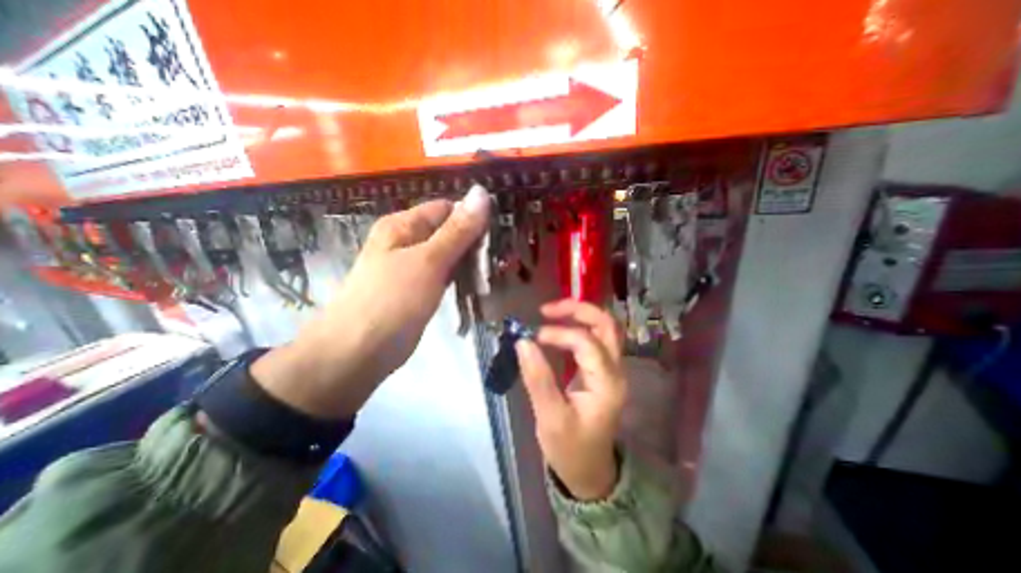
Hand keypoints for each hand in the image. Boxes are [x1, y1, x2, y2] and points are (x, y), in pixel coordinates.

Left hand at [255, 186, 495, 417]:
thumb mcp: (429, 261)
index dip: (472, 218)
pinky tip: (477, 288)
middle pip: (449, 232)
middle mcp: (407, 242)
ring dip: (470, 264)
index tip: (496, 236)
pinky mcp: (418, 290)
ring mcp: (412, 268)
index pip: (447, 209)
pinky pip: (444, 276)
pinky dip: (460, 279)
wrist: (358, 353)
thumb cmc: (392, 301)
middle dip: (473, 245)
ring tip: (492, 276)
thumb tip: (481, 192)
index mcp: (404, 225)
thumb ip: (458, 230)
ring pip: (449, 256)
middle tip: (497, 262)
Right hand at [514, 301, 625, 501]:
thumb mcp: (550, 418)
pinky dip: (577, 326)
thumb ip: (537, 378)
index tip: (533, 337)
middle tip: (547, 310)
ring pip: (603, 328)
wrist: (589, 471)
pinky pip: (595, 338)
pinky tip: (558, 328)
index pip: (586, 342)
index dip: (559, 333)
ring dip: (579, 314)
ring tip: (550, 313)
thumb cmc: (570, 449)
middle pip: (606, 324)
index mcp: (607, 383)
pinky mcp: (602, 370)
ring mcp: (611, 369)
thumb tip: (522, 342)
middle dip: (578, 309)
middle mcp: (615, 371)